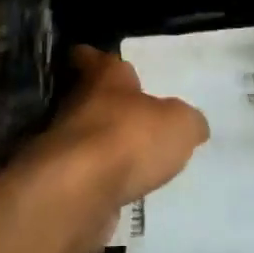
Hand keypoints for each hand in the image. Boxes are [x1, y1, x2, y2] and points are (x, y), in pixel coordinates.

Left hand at [27, 46, 208, 235]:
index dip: (95, 59)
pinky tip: (119, 192)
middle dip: (107, 107)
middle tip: (131, 115)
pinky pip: (83, 178)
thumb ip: (187, 121)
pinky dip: (97, 183)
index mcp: (104, 79)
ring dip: (102, 147)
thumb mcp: (179, 124)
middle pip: (89, 99)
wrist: (77, 194)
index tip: (95, 60)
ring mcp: (64, 147)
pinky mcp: (60, 185)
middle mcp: (79, 106)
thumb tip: (193, 126)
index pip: (94, 59)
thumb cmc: (129, 139)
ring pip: (86, 139)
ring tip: (131, 159)